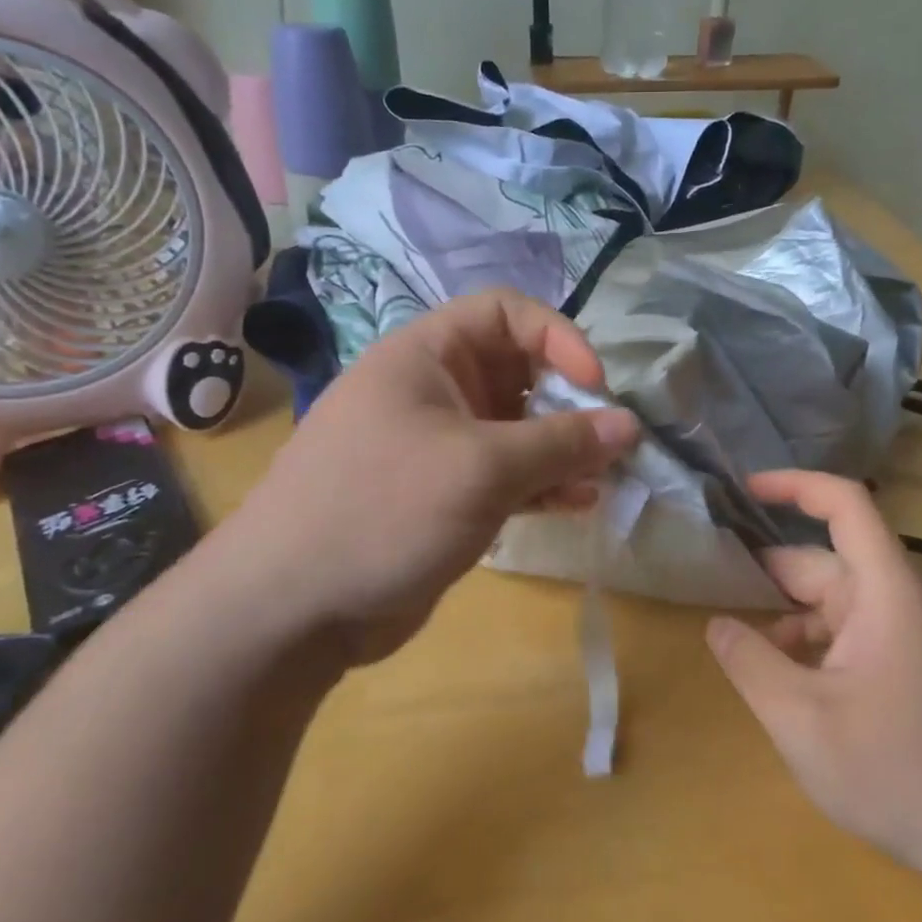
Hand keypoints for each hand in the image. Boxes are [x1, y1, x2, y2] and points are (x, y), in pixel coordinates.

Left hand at [211, 288, 638, 665]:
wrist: (292, 608)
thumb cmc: (383, 510)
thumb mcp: (480, 468)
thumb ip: (561, 444)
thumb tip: (629, 425)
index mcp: (427, 356)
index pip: (505, 314)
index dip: (557, 337)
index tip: (595, 385)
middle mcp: (434, 391)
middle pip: (519, 372)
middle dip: (569, 402)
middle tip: (609, 440)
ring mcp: (440, 446)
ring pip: (519, 430)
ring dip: (564, 450)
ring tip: (604, 478)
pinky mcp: (446, 495)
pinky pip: (508, 476)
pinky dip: (543, 485)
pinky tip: (579, 504)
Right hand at [706, 471, 921, 877]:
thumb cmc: (896, 770)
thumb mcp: (800, 718)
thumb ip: (749, 663)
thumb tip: (716, 623)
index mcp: (884, 590)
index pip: (844, 504)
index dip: (794, 485)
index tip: (743, 489)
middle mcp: (898, 602)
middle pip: (826, 562)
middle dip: (769, 573)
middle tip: (712, 587)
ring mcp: (907, 638)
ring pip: (833, 604)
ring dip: (787, 617)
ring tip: (741, 647)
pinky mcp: (909, 671)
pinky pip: (849, 636)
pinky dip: (811, 645)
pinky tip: (785, 683)